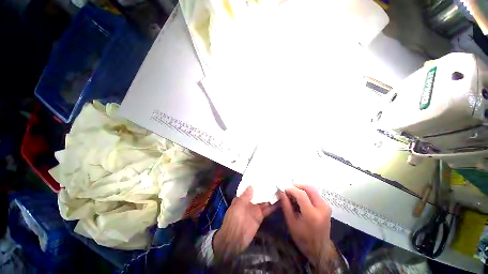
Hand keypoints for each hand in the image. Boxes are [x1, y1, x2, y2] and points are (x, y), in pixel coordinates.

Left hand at [213, 186, 275, 259]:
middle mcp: (249, 201)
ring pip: (264, 200)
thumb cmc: (233, 220)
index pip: (250, 188)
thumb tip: (252, 185)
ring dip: (271, 196)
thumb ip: (245, 196)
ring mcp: (255, 209)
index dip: (256, 183)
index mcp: (242, 197)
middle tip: (275, 181)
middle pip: (258, 193)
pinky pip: (267, 210)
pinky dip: (273, 206)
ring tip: (280, 189)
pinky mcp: (260, 216)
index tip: (264, 176)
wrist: (234, 239)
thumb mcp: (237, 206)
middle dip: (265, 188)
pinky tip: (280, 201)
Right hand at [279, 185, 331, 264]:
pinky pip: (315, 194)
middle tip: (288, 189)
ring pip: (312, 189)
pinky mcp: (327, 206)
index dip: (291, 189)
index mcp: (312, 215)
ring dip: (301, 189)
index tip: (283, 189)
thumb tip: (281, 192)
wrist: (319, 249)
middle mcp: (322, 208)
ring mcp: (326, 206)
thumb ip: (286, 205)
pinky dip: (306, 192)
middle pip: (309, 189)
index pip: (301, 194)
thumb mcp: (291, 222)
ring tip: (293, 194)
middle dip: (297, 186)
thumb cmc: (302, 237)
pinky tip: (300, 198)